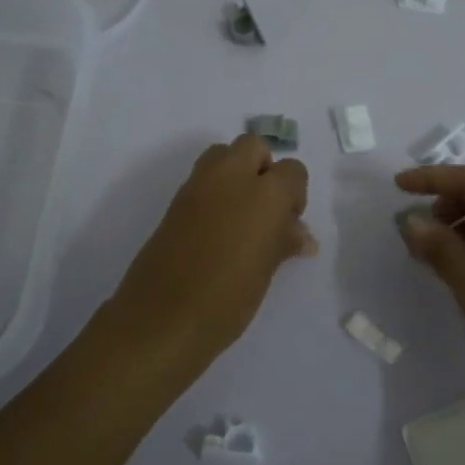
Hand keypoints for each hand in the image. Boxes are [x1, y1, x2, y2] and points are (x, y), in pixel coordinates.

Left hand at [106, 135, 315, 369]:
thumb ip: (284, 242)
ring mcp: (198, 185)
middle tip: (265, 210)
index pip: (292, 171)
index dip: (294, 194)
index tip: (289, 223)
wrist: (163, 318)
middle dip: (263, 169)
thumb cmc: (228, 298)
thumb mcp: (266, 270)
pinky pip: (202, 179)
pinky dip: (214, 190)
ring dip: (236, 172)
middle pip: (253, 147)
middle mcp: (231, 177)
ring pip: (223, 154)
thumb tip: (301, 236)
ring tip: (240, 216)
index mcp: (265, 192)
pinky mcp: (175, 201)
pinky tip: (217, 229)